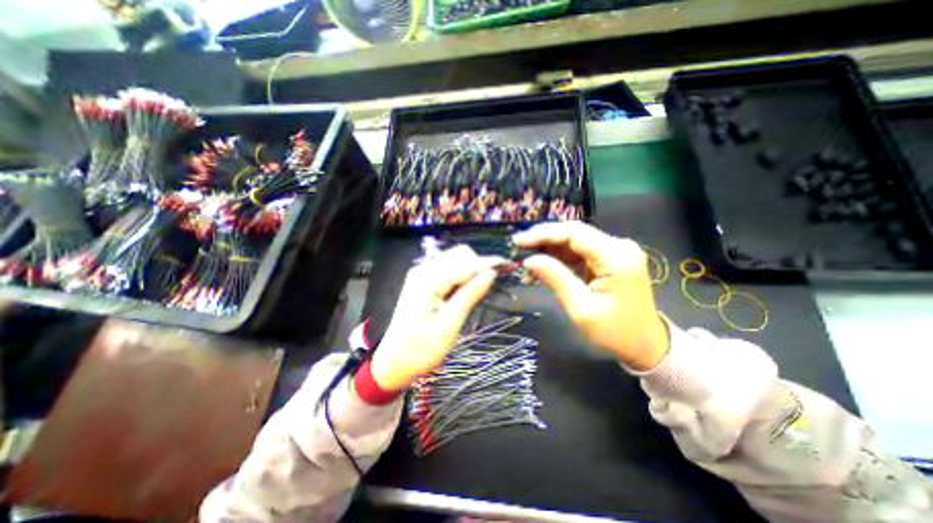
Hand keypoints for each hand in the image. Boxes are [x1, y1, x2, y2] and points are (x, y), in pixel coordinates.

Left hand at [372, 247, 502, 389]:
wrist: (393, 362)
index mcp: (427, 281)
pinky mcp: (424, 280)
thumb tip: (491, 273)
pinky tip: (463, 293)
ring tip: (475, 294)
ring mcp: (422, 273)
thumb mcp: (448, 326)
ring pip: (456, 260)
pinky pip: (449, 269)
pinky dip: (462, 276)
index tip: (507, 264)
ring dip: (471, 270)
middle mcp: (423, 270)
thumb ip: (469, 296)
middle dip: (478, 266)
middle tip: (488, 288)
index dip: (487, 263)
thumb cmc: (420, 350)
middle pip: (460, 255)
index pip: (464, 263)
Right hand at [509, 222, 669, 369]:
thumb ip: (555, 278)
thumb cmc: (615, 332)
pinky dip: (559, 260)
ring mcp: (615, 251)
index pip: (573, 232)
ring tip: (528, 267)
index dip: (543, 234)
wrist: (646, 345)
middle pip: (573, 233)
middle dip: (543, 240)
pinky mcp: (609, 259)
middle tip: (518, 250)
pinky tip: (543, 270)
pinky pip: (578, 253)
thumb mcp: (581, 308)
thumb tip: (529, 260)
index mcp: (616, 257)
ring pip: (573, 242)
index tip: (518, 242)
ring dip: (549, 251)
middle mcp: (618, 246)